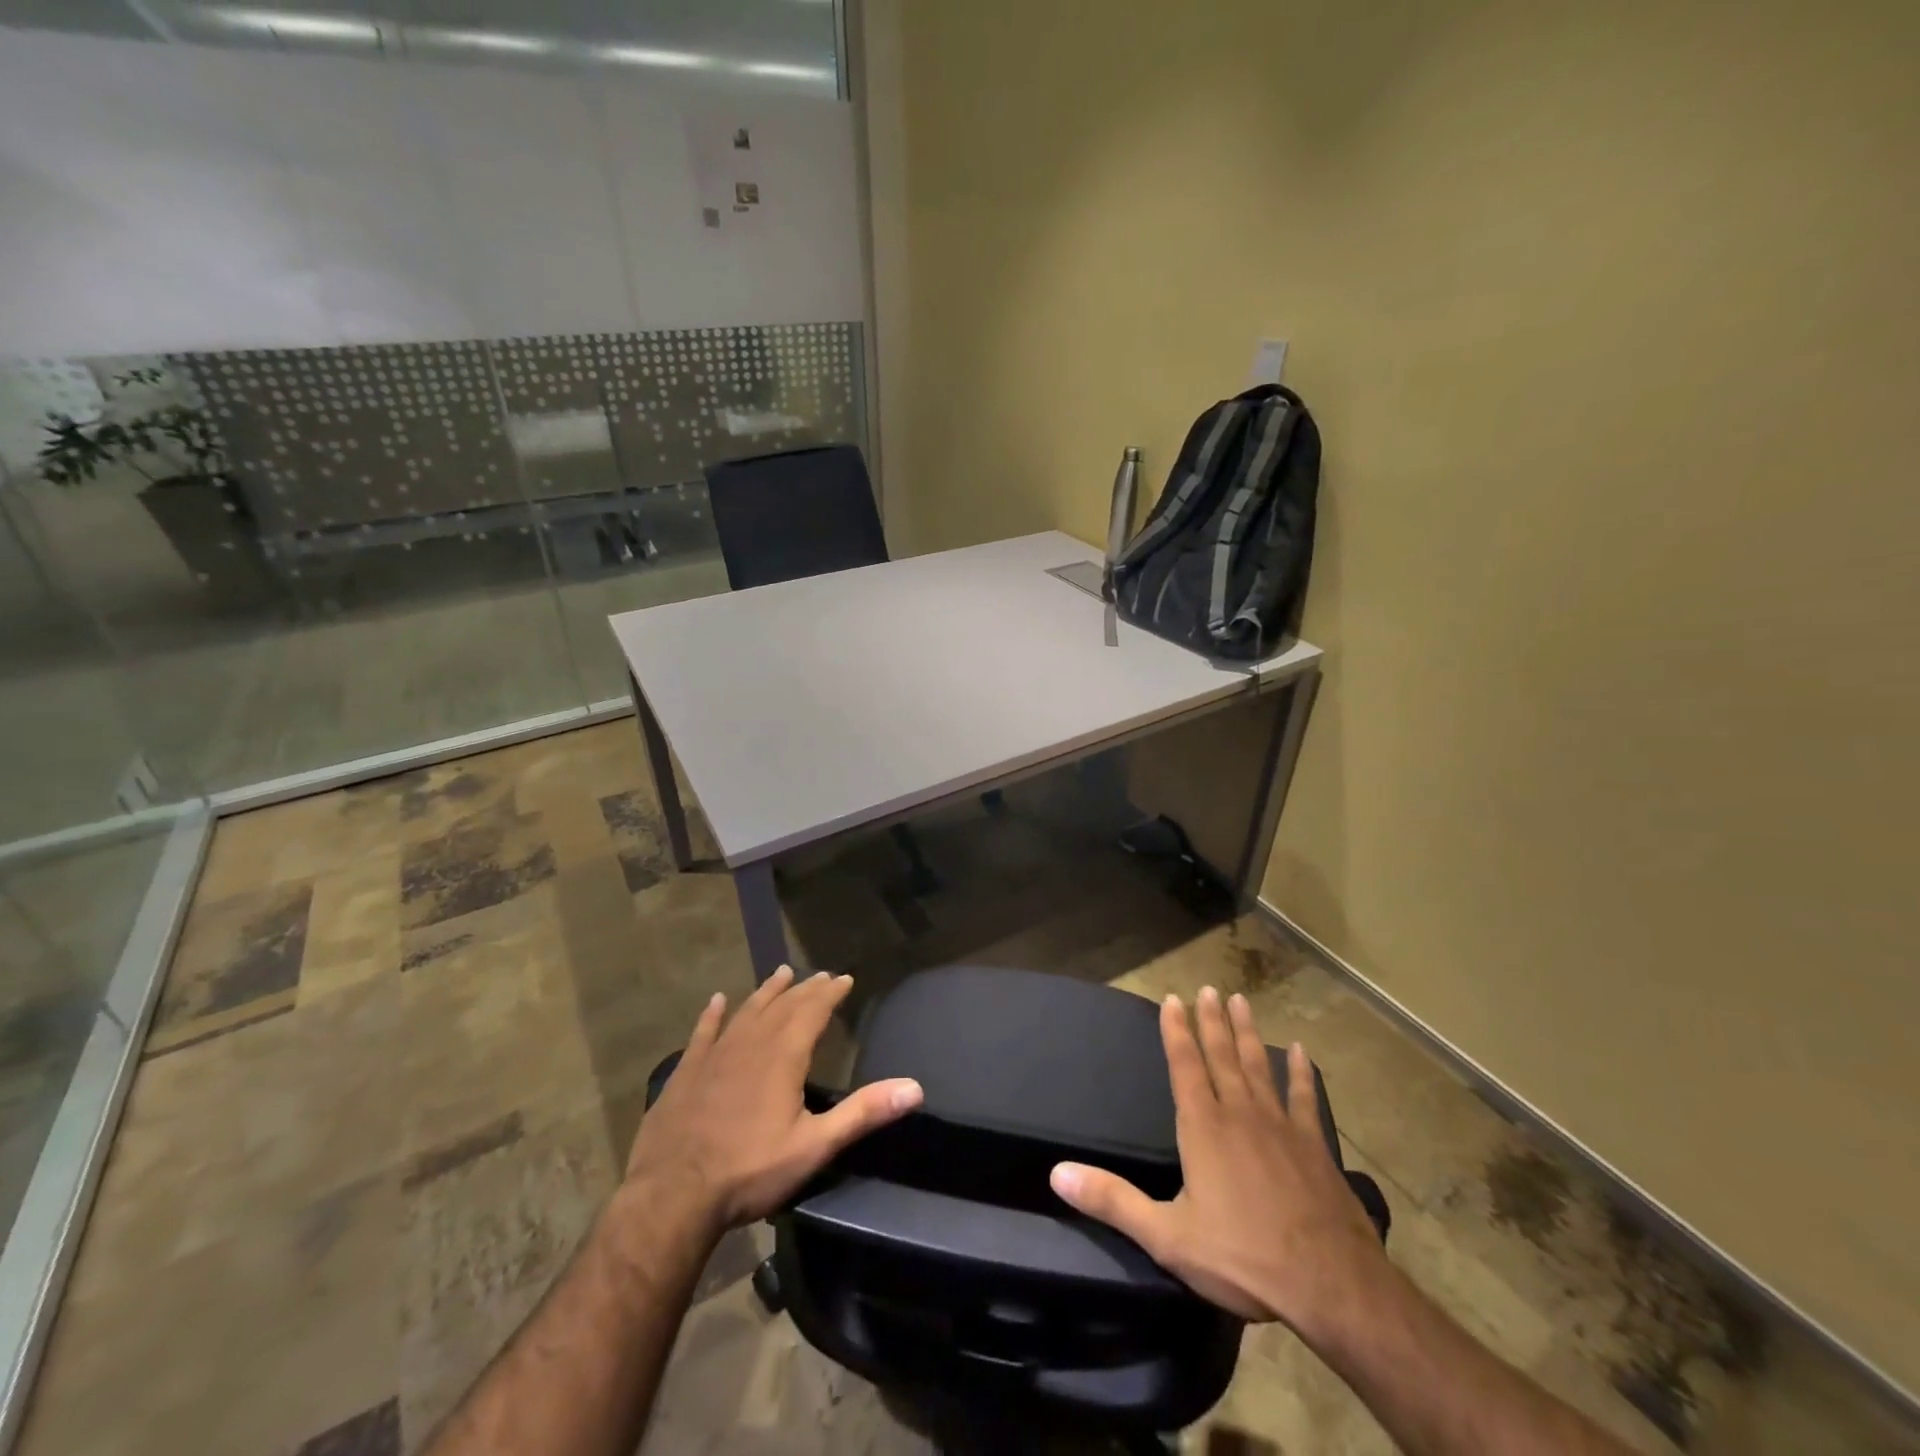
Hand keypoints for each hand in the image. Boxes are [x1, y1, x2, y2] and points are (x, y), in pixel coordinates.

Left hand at [623, 966, 923, 1235]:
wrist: (672, 1196)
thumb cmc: (749, 1171)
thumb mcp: (815, 1146)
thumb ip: (863, 1113)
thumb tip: (915, 1088)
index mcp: (783, 1056)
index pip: (813, 1011)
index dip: (830, 993)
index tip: (844, 978)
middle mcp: (751, 1044)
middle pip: (782, 1006)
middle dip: (805, 989)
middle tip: (820, 975)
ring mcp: (714, 1055)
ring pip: (746, 1012)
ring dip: (766, 992)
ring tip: (781, 974)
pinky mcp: (686, 1072)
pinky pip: (703, 1033)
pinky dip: (712, 1015)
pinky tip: (716, 1001)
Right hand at [1050, 987, 1386, 1342]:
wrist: (1331, 1285)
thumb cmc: (1242, 1257)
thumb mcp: (1167, 1237)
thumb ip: (1112, 1201)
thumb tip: (1057, 1173)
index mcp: (1203, 1127)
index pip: (1185, 1066)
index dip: (1176, 1031)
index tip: (1172, 999)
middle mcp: (1240, 1114)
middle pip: (1222, 1056)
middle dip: (1212, 1021)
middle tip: (1209, 988)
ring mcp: (1281, 1126)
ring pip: (1259, 1066)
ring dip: (1248, 1033)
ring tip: (1242, 1001)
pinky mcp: (1315, 1147)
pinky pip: (1305, 1099)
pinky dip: (1301, 1073)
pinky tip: (1301, 1052)